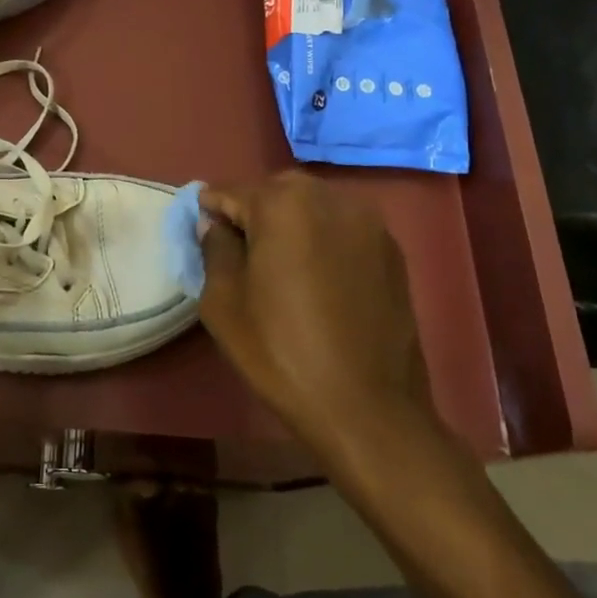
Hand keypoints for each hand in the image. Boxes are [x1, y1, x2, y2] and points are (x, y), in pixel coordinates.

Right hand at [199, 172, 436, 455]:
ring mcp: (368, 222)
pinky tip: (318, 277)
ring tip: (281, 264)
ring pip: (314, 205)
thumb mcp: (223, 302)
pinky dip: (324, 239)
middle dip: (254, 212)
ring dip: (291, 222)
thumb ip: (215, 249)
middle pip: (276, 191)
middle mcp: (329, 198)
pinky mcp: (392, 249)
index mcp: (283, 205)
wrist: (365, 406)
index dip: (211, 212)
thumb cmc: (280, 352)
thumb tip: (215, 224)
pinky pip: (344, 228)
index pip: (231, 192)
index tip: (204, 236)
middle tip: (242, 252)